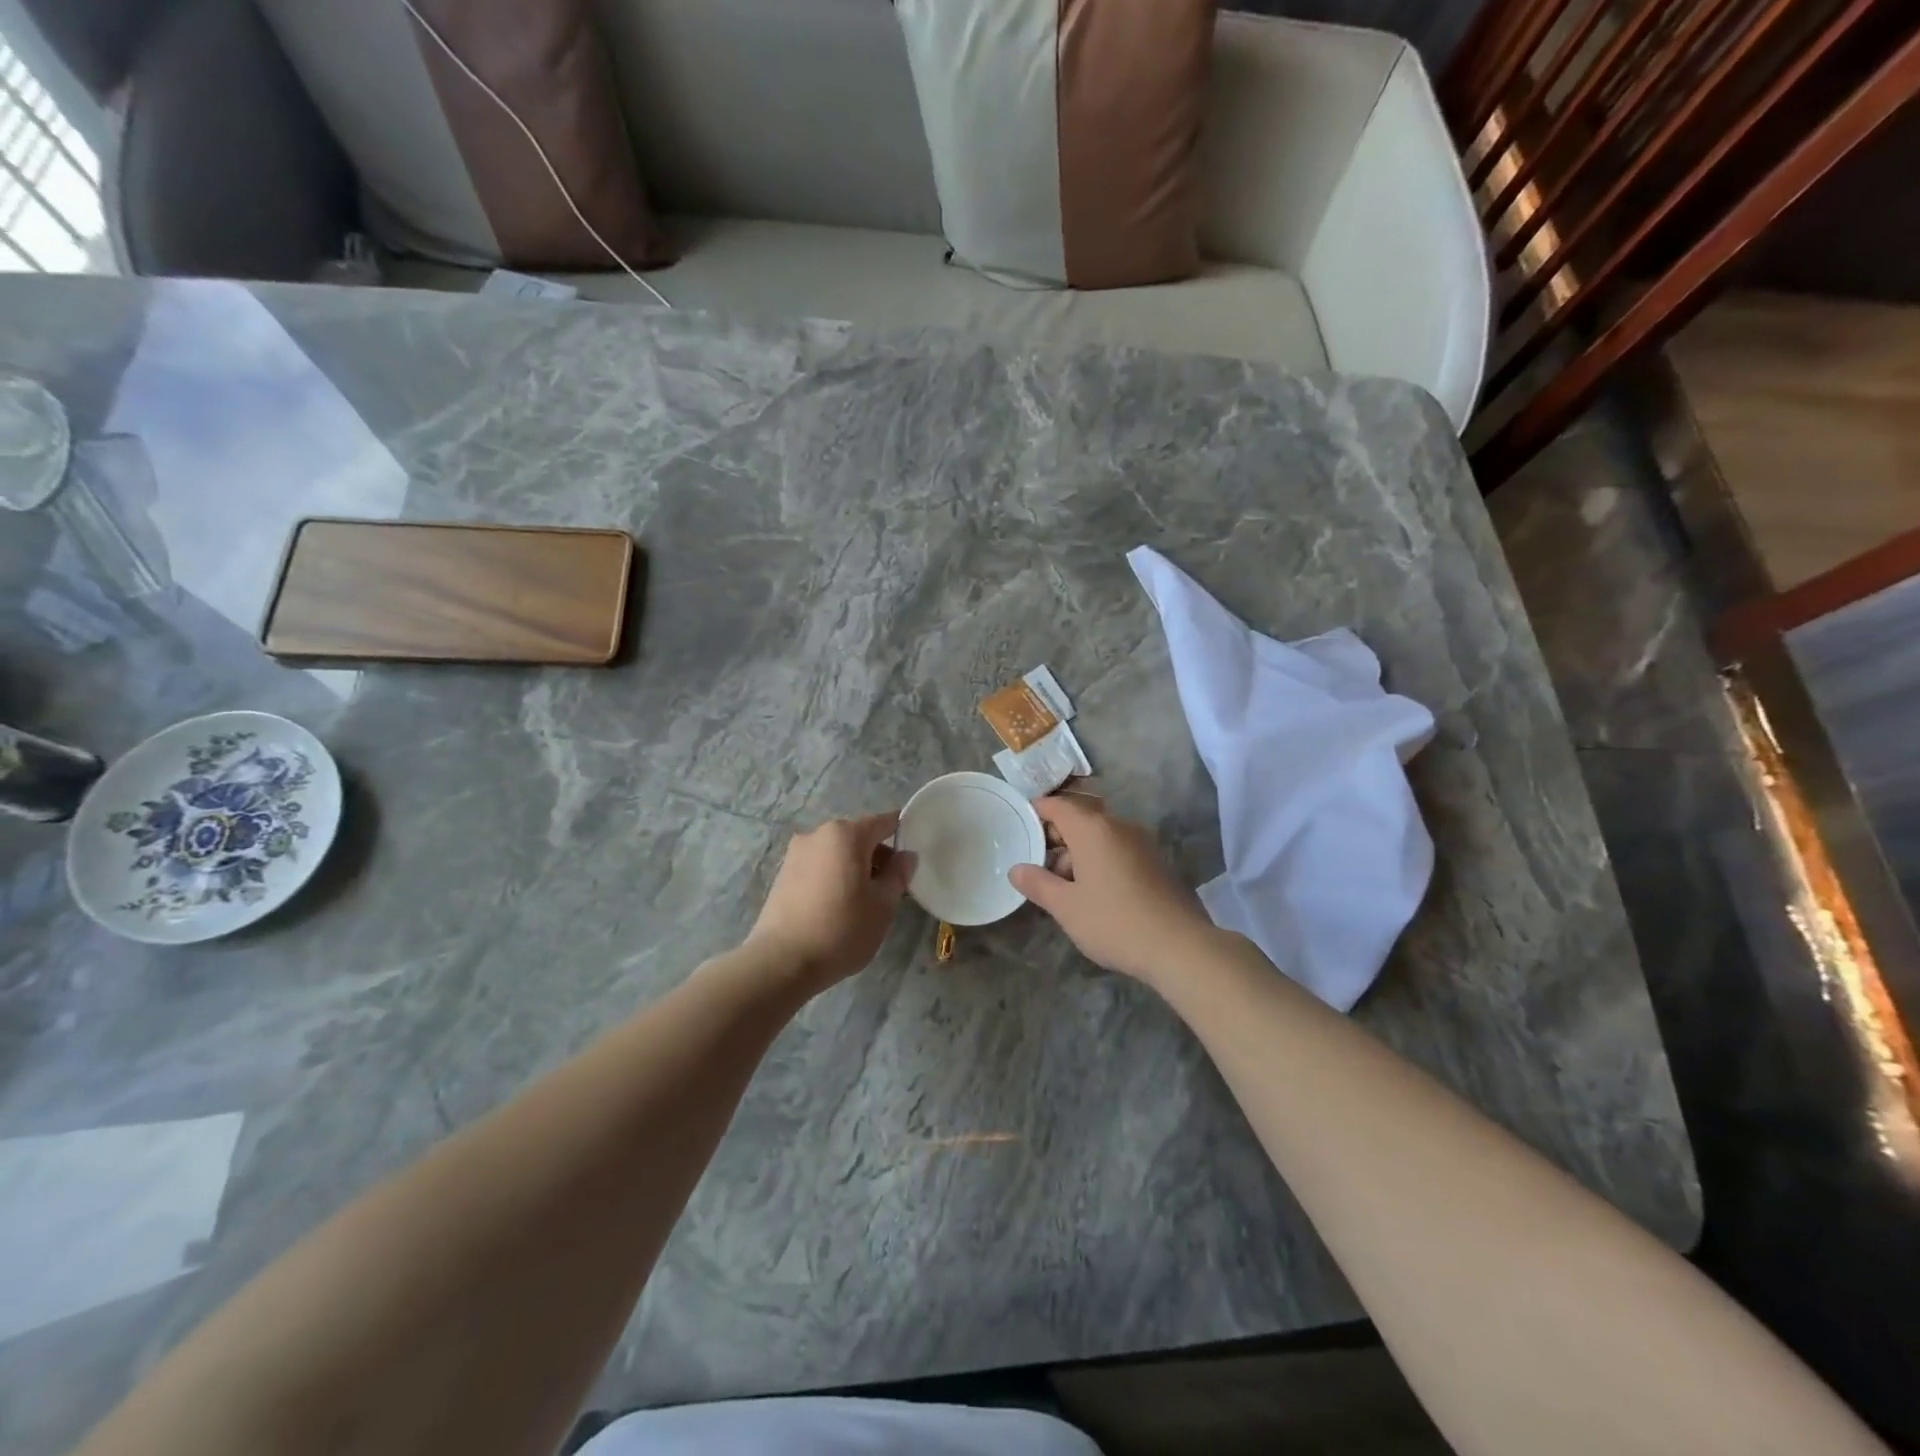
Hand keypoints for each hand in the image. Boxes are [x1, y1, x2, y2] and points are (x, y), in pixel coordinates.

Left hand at [746, 812, 914, 992]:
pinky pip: (819, 866)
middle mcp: (818, 834)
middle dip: (878, 856)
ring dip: (855, 868)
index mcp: (846, 834)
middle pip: (858, 836)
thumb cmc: (841, 929)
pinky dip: (834, 877)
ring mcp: (796, 854)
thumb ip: (898, 875)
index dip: (902, 834)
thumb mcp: (882, 905)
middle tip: (891, 888)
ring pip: (837, 852)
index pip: (884, 823)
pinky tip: (838, 907)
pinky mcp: (783, 875)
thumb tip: (907, 855)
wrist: (781, 962)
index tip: (912, 857)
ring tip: (865, 902)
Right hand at [1010, 796, 1213, 983]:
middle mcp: (1118, 826)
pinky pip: (1118, 850)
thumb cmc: (1113, 921)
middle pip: (1080, 820)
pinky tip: (1093, 893)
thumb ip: (1038, 883)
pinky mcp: (1155, 862)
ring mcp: (1141, 843)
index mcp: (1093, 829)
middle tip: (1037, 867)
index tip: (1020, 825)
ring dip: (1078, 853)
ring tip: (1063, 888)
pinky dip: (1099, 862)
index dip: (1037, 811)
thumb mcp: (1066, 907)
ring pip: (1100, 837)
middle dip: (1056, 838)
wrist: (1178, 946)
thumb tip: (1016, 869)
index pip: (1058, 805)